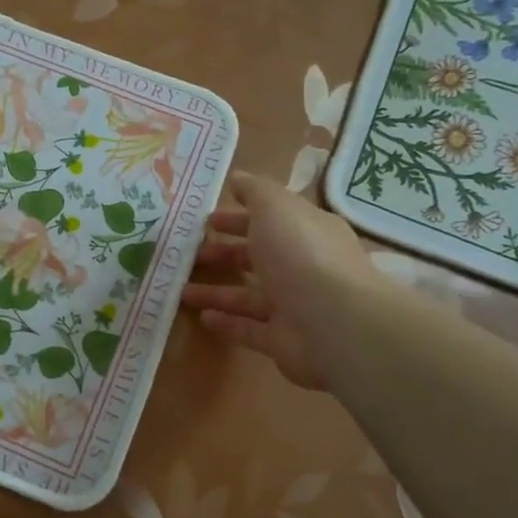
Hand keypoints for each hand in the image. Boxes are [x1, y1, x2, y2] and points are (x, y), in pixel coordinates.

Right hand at [182, 172, 391, 389]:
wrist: (335, 323)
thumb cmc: (301, 255)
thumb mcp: (276, 207)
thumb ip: (255, 191)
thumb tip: (238, 178)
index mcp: (306, 232)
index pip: (269, 220)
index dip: (237, 218)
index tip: (206, 220)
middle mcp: (302, 267)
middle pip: (258, 257)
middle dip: (225, 253)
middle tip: (191, 254)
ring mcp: (294, 306)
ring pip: (248, 295)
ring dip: (216, 291)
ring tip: (182, 289)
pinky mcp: (283, 340)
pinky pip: (249, 329)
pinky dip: (227, 322)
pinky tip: (202, 318)